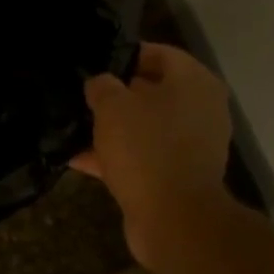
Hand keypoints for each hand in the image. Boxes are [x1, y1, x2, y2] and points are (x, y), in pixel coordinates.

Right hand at [71, 42, 240, 271]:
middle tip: (81, 94)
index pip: (158, 53)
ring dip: (113, 128)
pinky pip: (142, 156)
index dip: (124, 55)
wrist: (174, 220)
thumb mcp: (113, 106)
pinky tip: (77, 158)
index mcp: (194, 83)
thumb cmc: (147, 149)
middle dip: (115, 93)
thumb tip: (99, 83)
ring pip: (145, 126)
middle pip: (152, 90)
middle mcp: (200, 110)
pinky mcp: (178, 175)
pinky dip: (115, 156)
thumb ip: (102, 86)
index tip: (93, 62)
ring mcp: (191, 145)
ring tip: (74, 125)